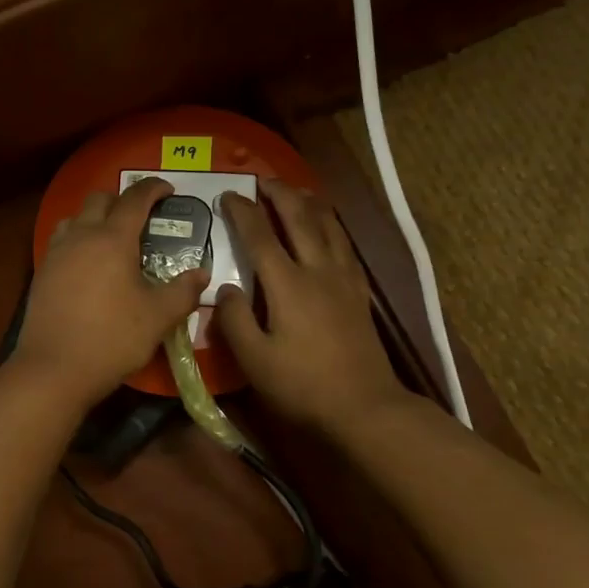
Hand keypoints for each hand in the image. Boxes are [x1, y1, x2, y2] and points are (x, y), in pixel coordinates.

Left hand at [15, 179, 207, 408]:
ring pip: (75, 217)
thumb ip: (183, 291)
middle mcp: (81, 236)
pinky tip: (88, 265)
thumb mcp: (157, 317)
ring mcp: (56, 253)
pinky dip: (78, 239)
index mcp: (112, 239)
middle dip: (123, 200)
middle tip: (142, 218)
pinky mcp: (42, 273)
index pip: (135, 199)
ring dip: (95, 218)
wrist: (53, 369)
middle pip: (100, 199)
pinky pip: (61, 240)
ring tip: (112, 240)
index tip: (169, 191)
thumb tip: (202, 274)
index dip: (154, 189)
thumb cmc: (111, 338)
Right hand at [213, 180, 410, 439]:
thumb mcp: (254, 360)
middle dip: (280, 194)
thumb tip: (225, 289)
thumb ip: (234, 320)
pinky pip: (344, 246)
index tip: (228, 194)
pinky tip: (328, 230)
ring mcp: (344, 280)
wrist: (363, 407)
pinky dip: (331, 227)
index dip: (242, 212)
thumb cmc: (302, 386)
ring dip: (309, 203)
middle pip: (300, 218)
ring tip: (295, 192)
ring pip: (328, 226)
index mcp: (288, 285)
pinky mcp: (359, 293)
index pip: (260, 236)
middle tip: (262, 180)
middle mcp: (318, 271)